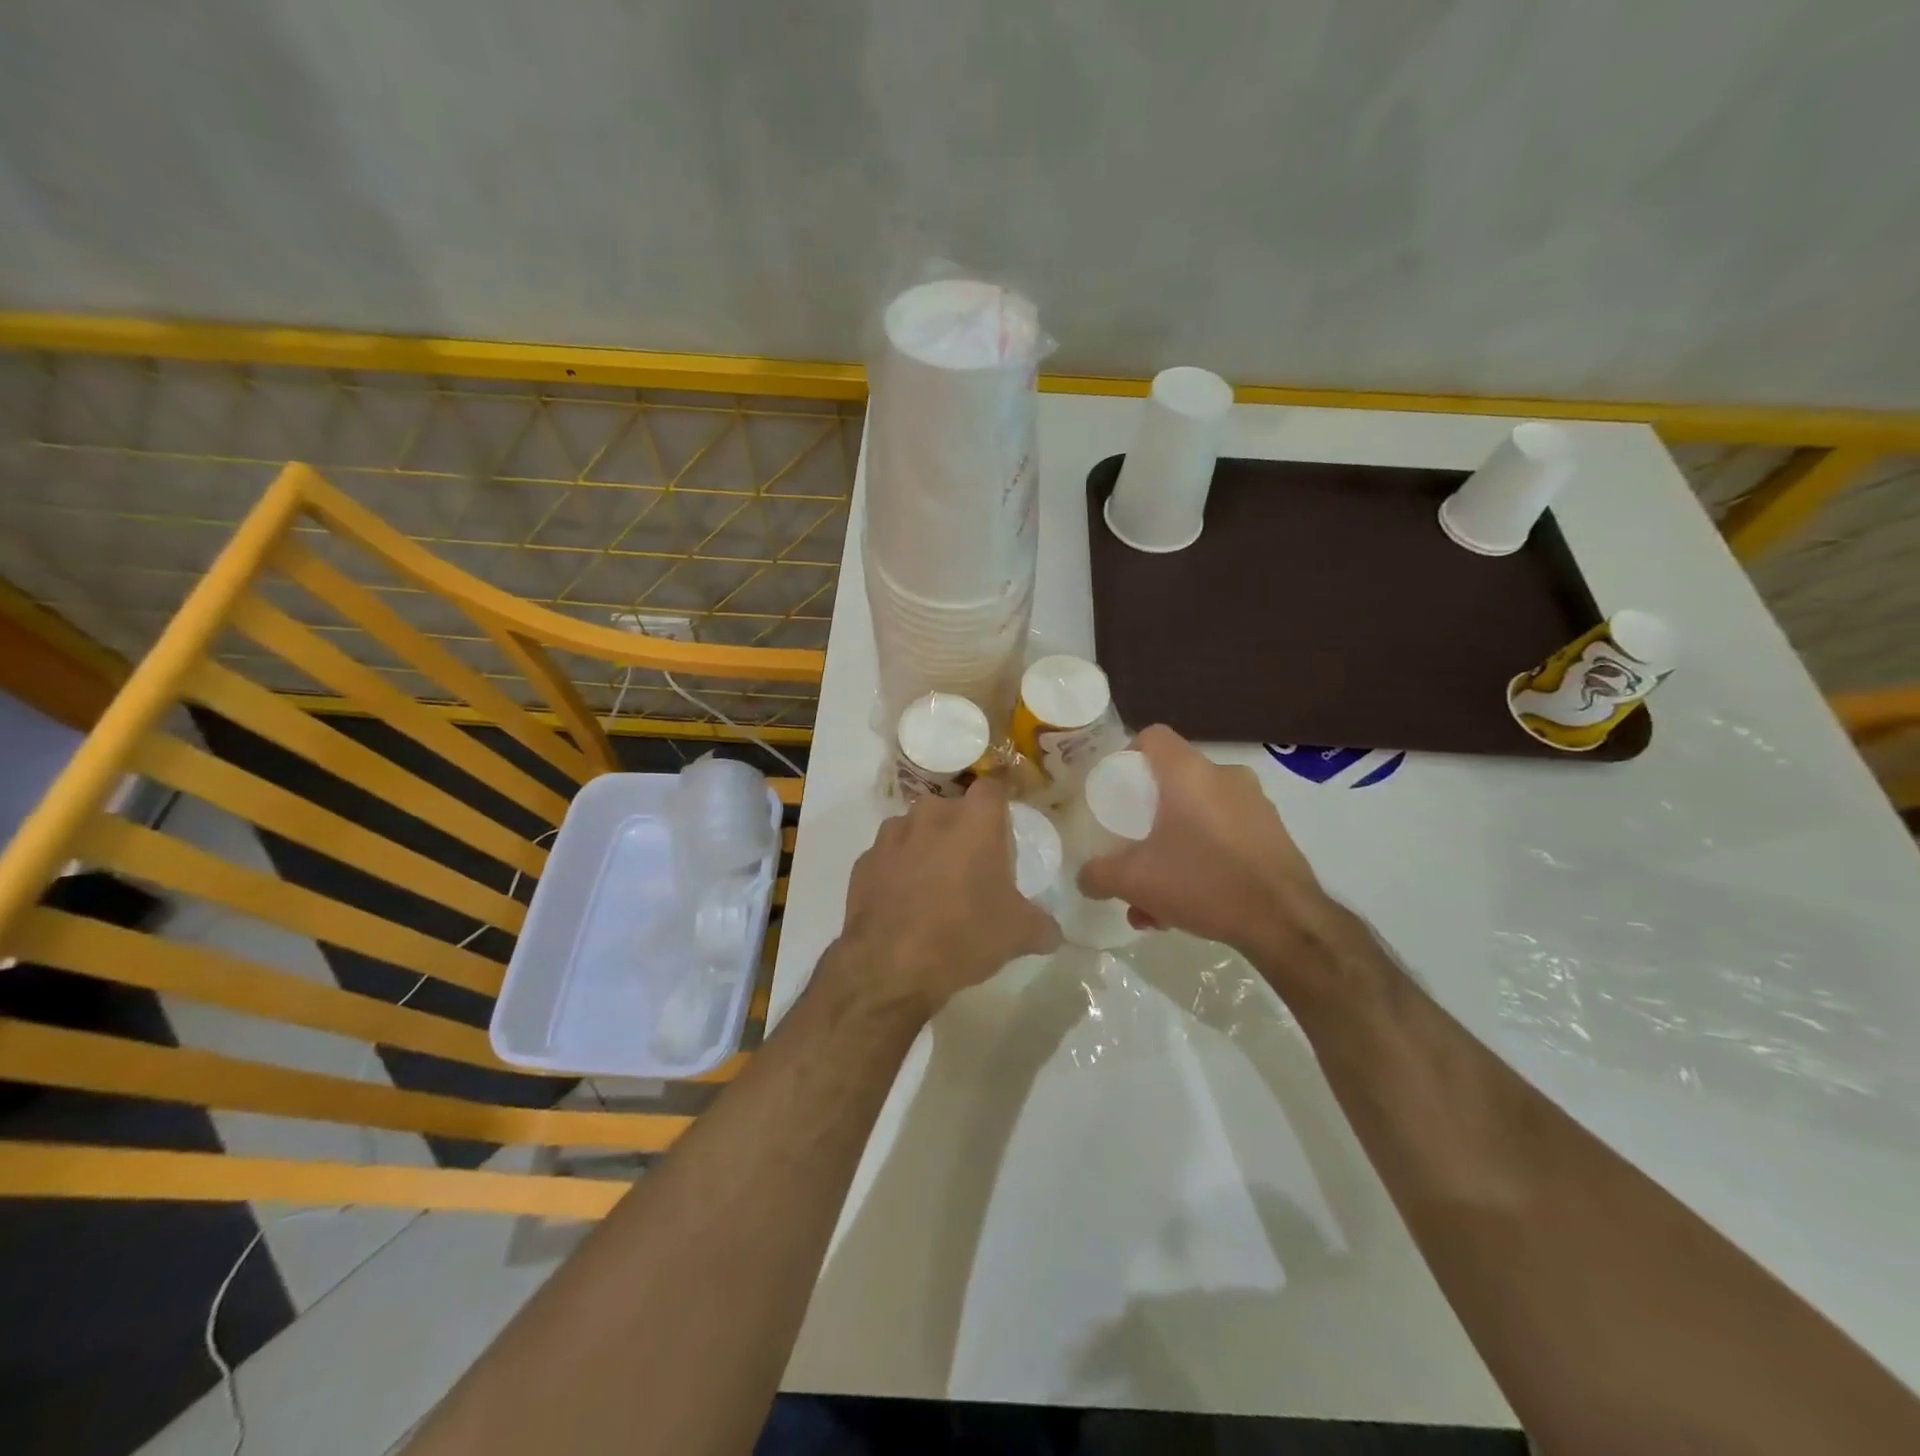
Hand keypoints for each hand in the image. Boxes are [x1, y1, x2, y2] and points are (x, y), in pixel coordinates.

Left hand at [826, 779, 1062, 1021]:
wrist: (890, 965)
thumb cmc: (964, 935)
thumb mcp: (1018, 934)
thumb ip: (1042, 925)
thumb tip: (1052, 931)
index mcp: (975, 820)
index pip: (993, 788)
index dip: (1001, 804)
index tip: (1005, 826)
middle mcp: (931, 814)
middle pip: (953, 810)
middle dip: (963, 830)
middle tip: (973, 864)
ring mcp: (892, 835)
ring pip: (917, 829)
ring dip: (927, 847)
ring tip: (936, 884)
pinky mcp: (864, 860)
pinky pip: (890, 856)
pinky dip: (898, 870)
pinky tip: (905, 902)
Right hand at [1077, 726, 1347, 981]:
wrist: (1286, 922)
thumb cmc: (1203, 882)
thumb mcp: (1134, 881)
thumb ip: (1098, 874)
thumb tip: (1085, 876)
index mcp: (1189, 773)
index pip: (1152, 736)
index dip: (1128, 756)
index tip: (1116, 791)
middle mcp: (1224, 777)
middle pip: (1173, 782)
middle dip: (1147, 820)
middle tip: (1133, 853)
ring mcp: (1255, 805)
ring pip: (1197, 816)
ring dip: (1172, 849)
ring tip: (1157, 900)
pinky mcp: (1273, 834)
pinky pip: (1223, 836)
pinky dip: (1202, 859)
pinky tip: (1191, 906)